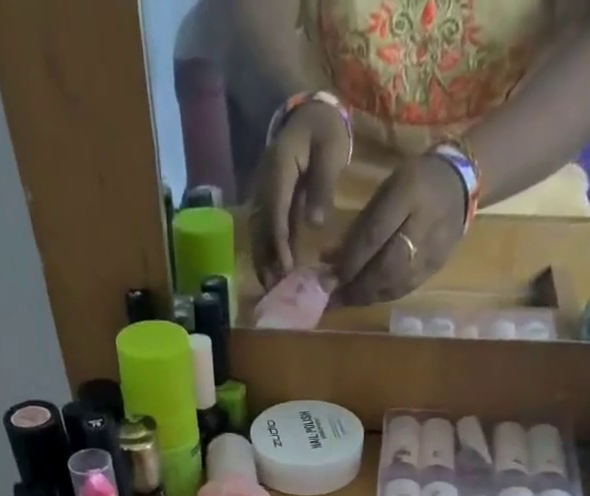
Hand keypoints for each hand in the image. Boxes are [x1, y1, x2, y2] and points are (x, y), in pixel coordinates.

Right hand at [250, 100, 350, 288]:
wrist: (311, 113)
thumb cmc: (324, 130)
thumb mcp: (329, 151)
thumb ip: (322, 186)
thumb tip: (315, 224)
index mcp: (279, 169)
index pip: (275, 212)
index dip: (279, 242)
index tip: (285, 268)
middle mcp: (266, 184)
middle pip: (261, 227)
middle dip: (265, 259)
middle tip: (273, 288)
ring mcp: (266, 193)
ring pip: (260, 231)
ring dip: (264, 259)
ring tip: (271, 286)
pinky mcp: (272, 202)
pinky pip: (268, 229)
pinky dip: (270, 250)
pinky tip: (276, 270)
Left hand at [327, 154, 465, 306]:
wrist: (460, 184)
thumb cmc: (414, 182)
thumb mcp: (385, 191)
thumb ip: (359, 226)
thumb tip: (329, 260)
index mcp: (408, 192)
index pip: (374, 235)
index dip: (350, 261)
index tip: (330, 277)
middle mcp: (423, 224)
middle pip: (385, 267)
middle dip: (356, 286)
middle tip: (333, 298)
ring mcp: (433, 249)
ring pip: (395, 284)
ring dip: (366, 296)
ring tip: (346, 301)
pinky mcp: (436, 267)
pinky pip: (405, 288)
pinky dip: (382, 295)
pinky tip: (368, 297)